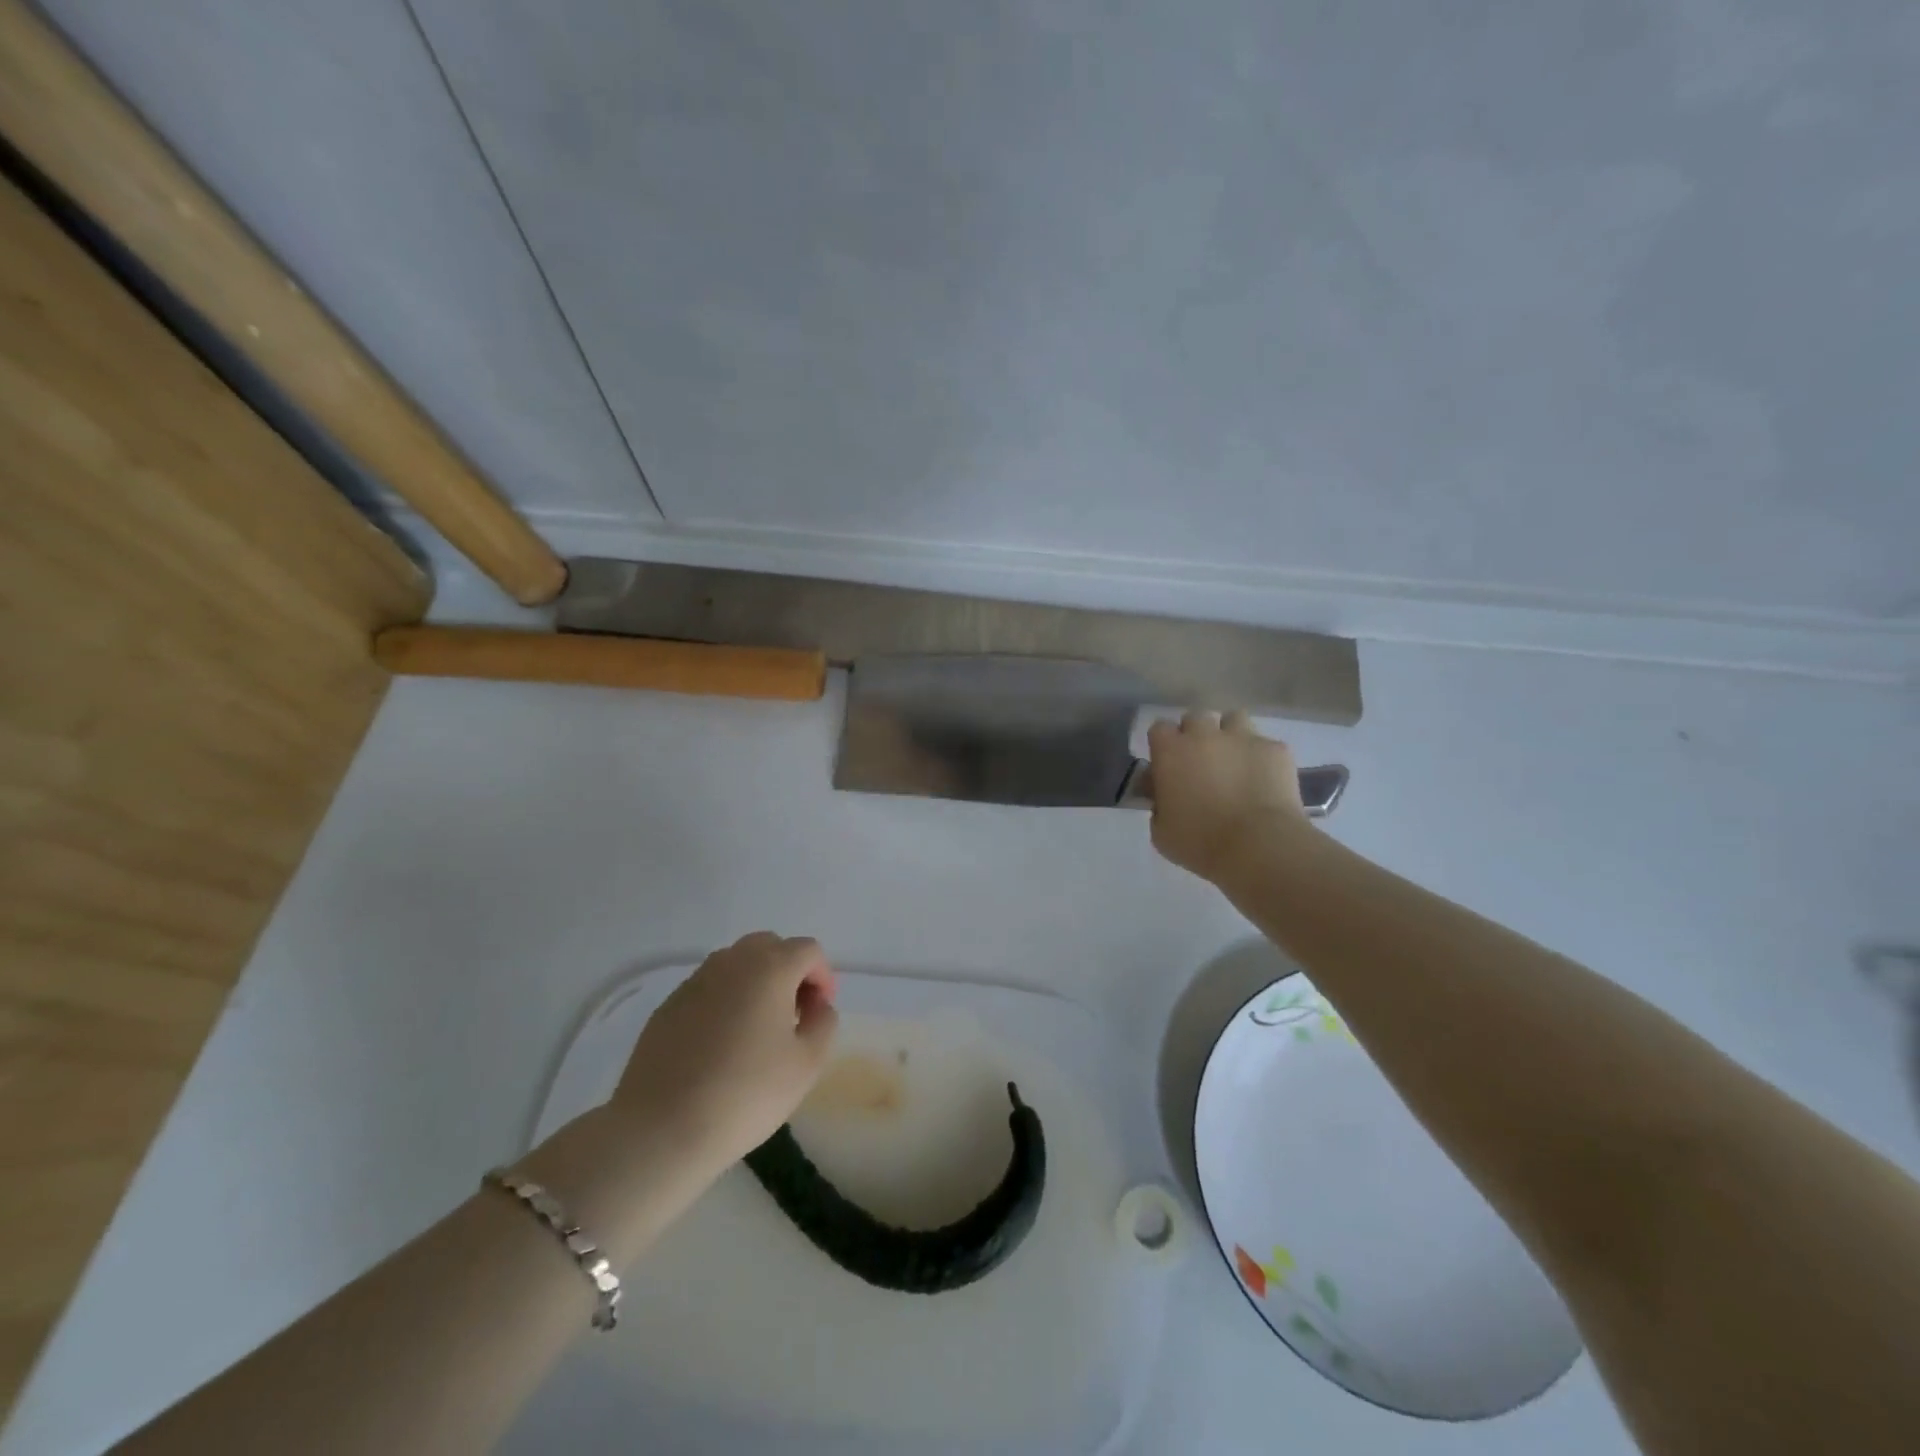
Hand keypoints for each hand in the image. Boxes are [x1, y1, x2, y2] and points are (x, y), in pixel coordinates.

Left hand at [612, 933, 839, 1171]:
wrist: (661, 1129)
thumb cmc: (746, 1094)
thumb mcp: (807, 1063)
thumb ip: (823, 1022)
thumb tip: (816, 1004)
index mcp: (770, 968)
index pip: (808, 950)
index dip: (822, 976)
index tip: (820, 1012)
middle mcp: (731, 962)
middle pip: (770, 946)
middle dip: (788, 971)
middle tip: (793, 1014)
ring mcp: (695, 981)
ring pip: (736, 964)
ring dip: (755, 983)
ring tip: (756, 1029)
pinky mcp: (668, 1005)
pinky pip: (708, 988)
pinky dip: (724, 1001)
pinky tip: (720, 1044)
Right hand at [1147, 710, 1310, 881]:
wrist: (1258, 846)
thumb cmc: (1200, 842)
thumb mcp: (1161, 831)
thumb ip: (1159, 805)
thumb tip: (1165, 797)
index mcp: (1171, 751)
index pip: (1159, 728)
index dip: (1163, 744)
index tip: (1167, 763)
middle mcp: (1205, 735)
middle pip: (1196, 717)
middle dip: (1196, 734)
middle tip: (1201, 761)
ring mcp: (1243, 738)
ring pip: (1234, 719)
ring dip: (1230, 734)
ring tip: (1234, 760)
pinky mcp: (1276, 749)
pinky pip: (1265, 744)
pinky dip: (1262, 758)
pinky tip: (1264, 780)